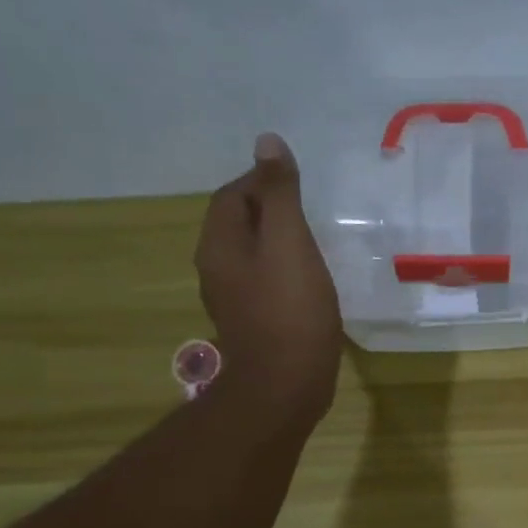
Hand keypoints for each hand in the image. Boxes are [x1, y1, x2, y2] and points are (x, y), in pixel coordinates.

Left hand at [197, 133, 342, 424]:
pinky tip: (307, 283)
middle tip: (308, 212)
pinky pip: (263, 284)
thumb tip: (267, 142)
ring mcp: (233, 301)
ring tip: (311, 244)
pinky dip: (281, 273)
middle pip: (238, 225)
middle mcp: (216, 269)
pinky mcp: (252, 324)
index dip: (262, 181)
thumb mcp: (289, 242)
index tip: (297, 184)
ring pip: (251, 256)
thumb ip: (279, 194)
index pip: (232, 195)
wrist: (286, 385)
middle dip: (269, 211)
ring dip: (276, 244)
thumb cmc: (290, 310)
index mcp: (219, 244)